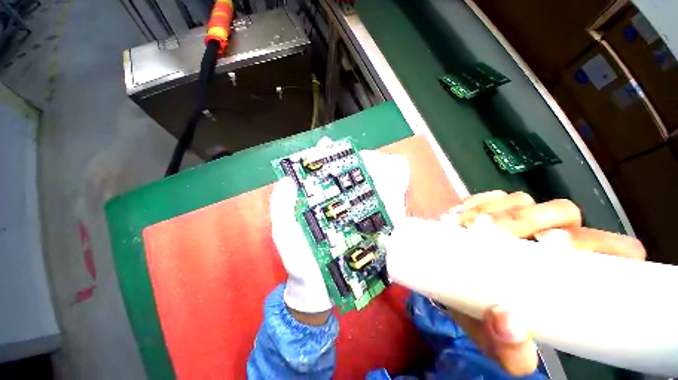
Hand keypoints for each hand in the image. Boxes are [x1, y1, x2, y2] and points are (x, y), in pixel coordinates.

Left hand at [269, 144, 409, 324]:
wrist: (317, 292)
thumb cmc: (298, 262)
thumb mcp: (284, 235)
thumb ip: (281, 209)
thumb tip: (287, 180)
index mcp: (309, 206)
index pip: (314, 177)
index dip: (318, 160)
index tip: (326, 144)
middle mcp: (327, 208)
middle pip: (337, 182)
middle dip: (345, 167)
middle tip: (356, 153)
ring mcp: (344, 218)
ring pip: (353, 194)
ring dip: (362, 181)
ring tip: (373, 167)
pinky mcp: (357, 231)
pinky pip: (365, 212)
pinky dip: (372, 201)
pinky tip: (382, 192)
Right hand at [444, 191, 645, 375]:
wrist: (448, 285)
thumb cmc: (480, 315)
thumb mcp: (497, 345)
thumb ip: (510, 350)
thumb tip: (508, 320)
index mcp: (568, 273)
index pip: (609, 248)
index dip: (595, 242)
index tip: (548, 244)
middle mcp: (550, 238)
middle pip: (563, 212)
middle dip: (528, 219)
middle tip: (494, 233)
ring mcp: (518, 218)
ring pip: (522, 200)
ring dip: (494, 211)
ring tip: (466, 226)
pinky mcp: (490, 207)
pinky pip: (489, 196)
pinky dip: (475, 203)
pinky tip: (460, 216)